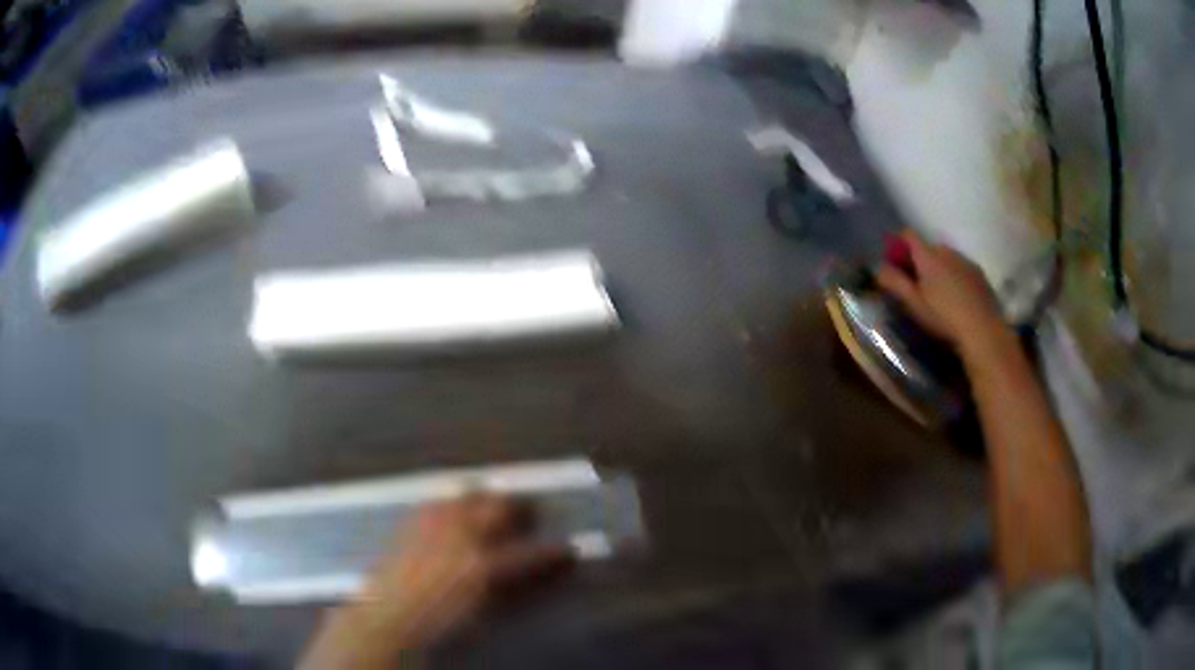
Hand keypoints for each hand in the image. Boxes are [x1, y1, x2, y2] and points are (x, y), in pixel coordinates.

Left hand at [302, 494, 571, 667]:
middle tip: (529, 513)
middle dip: (519, 506)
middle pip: (498, 506)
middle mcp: (460, 536)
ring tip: (491, 506)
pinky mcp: (412, 520)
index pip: (529, 553)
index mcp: (481, 567)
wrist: (386, 617)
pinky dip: (454, 500)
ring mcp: (434, 524)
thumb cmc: (438, 625)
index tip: (570, 547)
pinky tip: (454, 511)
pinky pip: (439, 498)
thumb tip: (527, 572)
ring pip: (467, 492)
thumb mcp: (481, 614)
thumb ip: (507, 589)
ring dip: (485, 497)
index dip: (554, 551)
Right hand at [875, 230, 1011, 358]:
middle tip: (915, 285)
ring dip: (938, 269)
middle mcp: (947, 251)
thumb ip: (894, 283)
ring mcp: (966, 261)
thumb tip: (878, 268)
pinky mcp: (980, 274)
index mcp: (928, 255)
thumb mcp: (913, 304)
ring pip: (946, 258)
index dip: (898, 245)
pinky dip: (954, 277)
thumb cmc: (943, 318)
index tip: (895, 264)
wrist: (983, 331)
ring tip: (938, 294)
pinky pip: (961, 268)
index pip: (908, 234)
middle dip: (919, 260)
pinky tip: (957, 299)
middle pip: (928, 247)